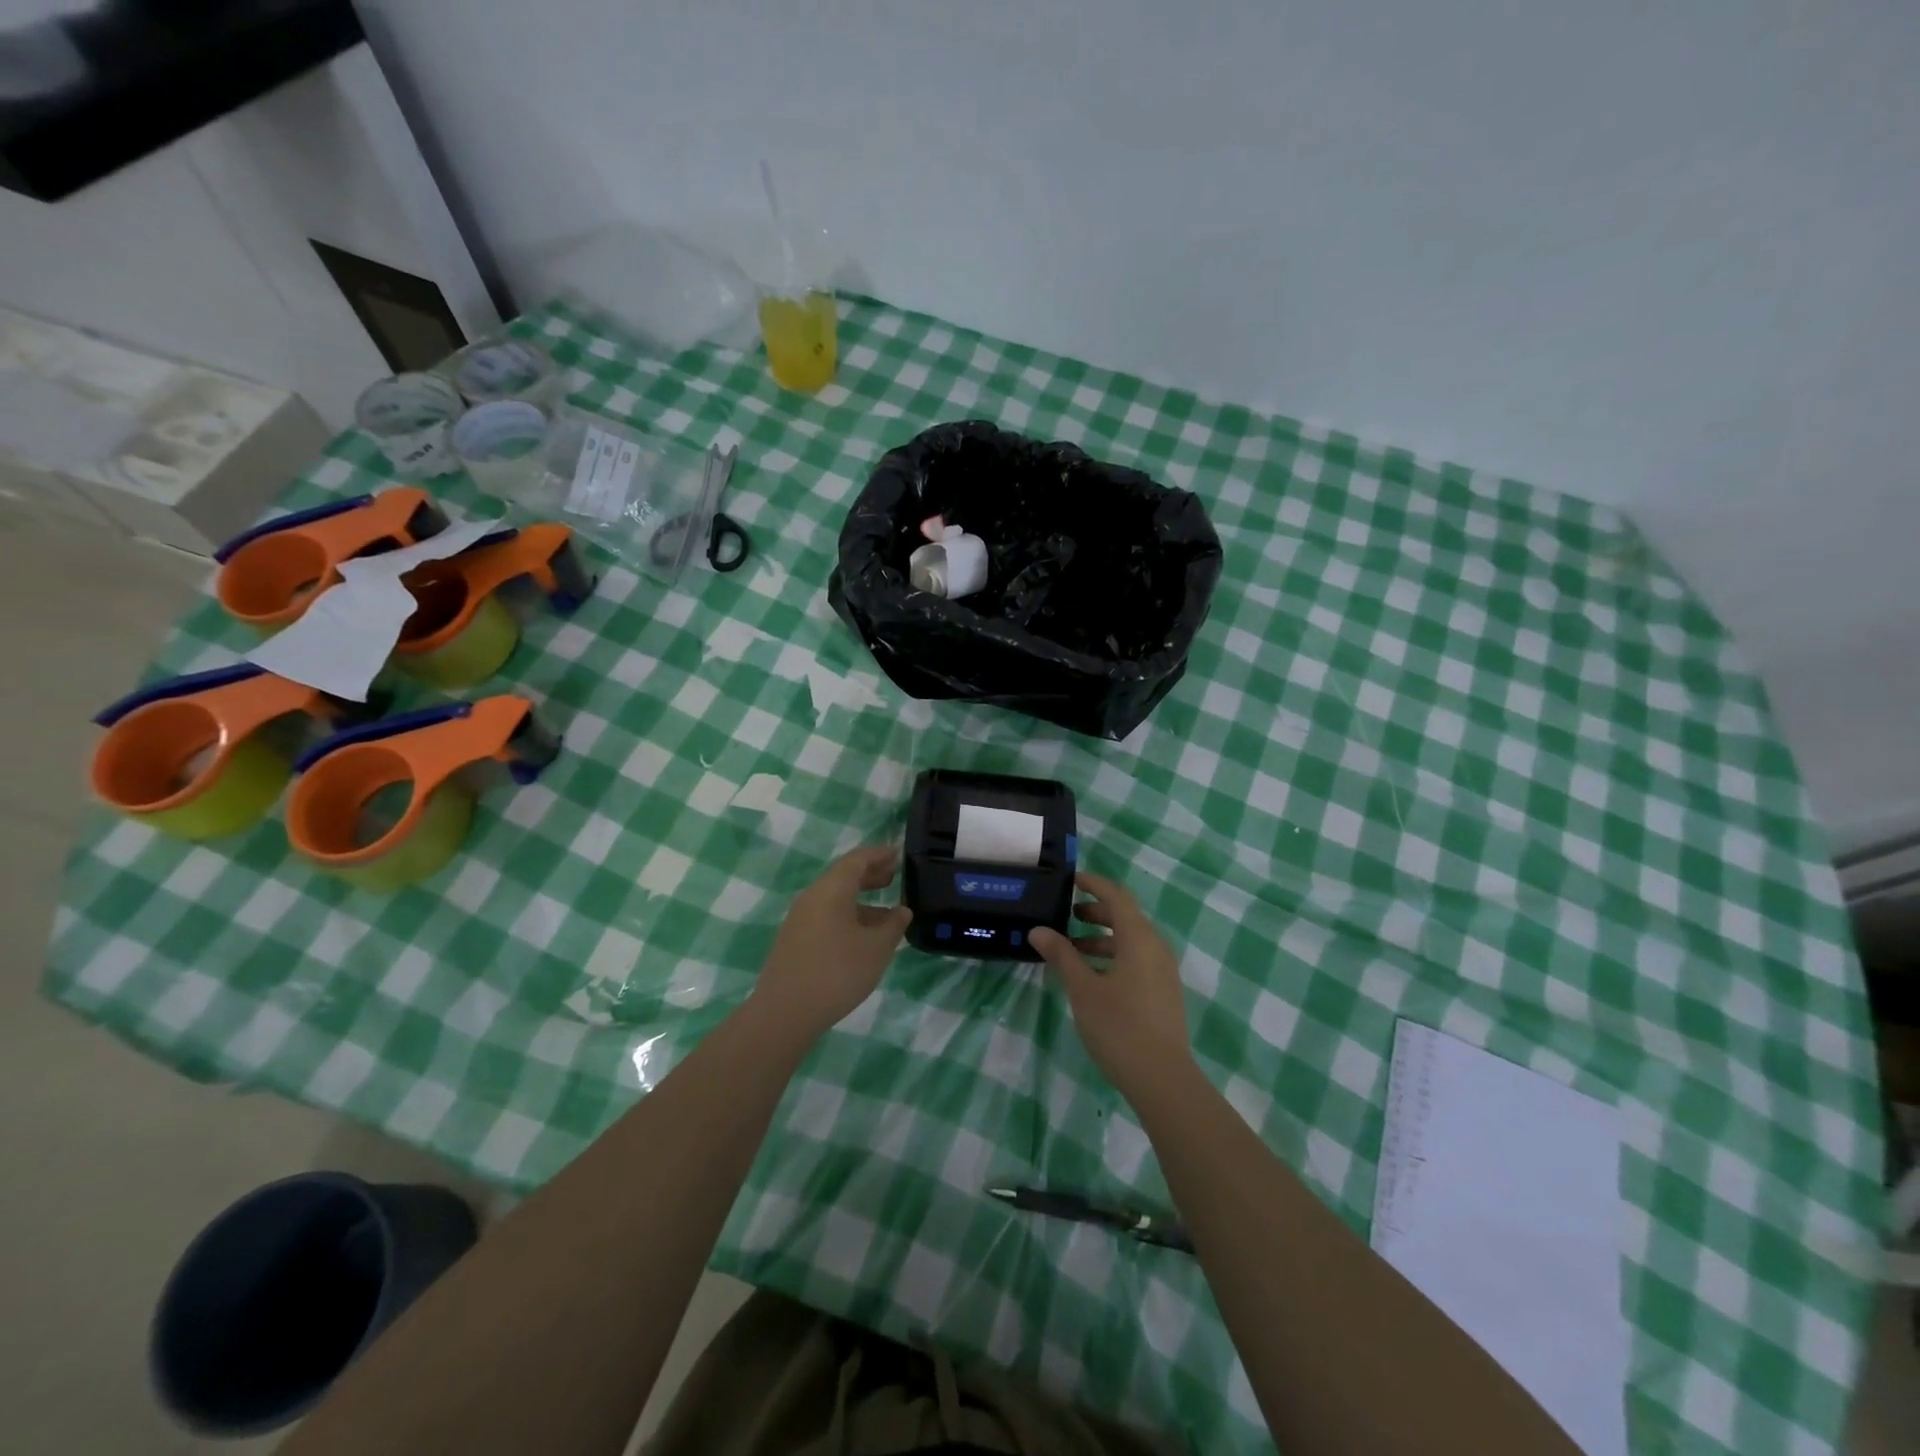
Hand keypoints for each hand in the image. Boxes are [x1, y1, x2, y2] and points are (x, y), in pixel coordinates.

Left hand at [753, 846, 911, 1038]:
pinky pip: (826, 916)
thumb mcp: (876, 948)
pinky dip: (848, 916)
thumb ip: (893, 925)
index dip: (879, 854)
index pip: (857, 859)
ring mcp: (799, 919)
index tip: (898, 853)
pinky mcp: (794, 940)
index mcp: (831, 889)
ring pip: (834, 898)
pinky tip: (863, 937)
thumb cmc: (837, 972)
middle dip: (870, 875)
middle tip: (894, 877)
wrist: (784, 1013)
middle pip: (843, 876)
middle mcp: (812, 896)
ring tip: (887, 913)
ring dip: (861, 900)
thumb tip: (902, 910)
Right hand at [1030, 872, 1194, 1098]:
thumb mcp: (1083, 989)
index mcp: (1139, 938)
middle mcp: (1156, 947)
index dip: (1094, 884)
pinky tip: (1092, 977)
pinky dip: (1114, 956)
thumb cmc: (1119, 1027)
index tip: (1071, 880)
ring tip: (1072, 950)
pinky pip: (1137, 959)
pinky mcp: (1163, 992)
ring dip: (1102, 938)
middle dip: (1096, 912)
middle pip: (1126, 917)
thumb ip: (1061, 955)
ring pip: (1131, 941)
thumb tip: (1038, 930)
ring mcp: (1163, 971)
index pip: (1117, 896)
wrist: (1163, 1079)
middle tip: (1067, 915)